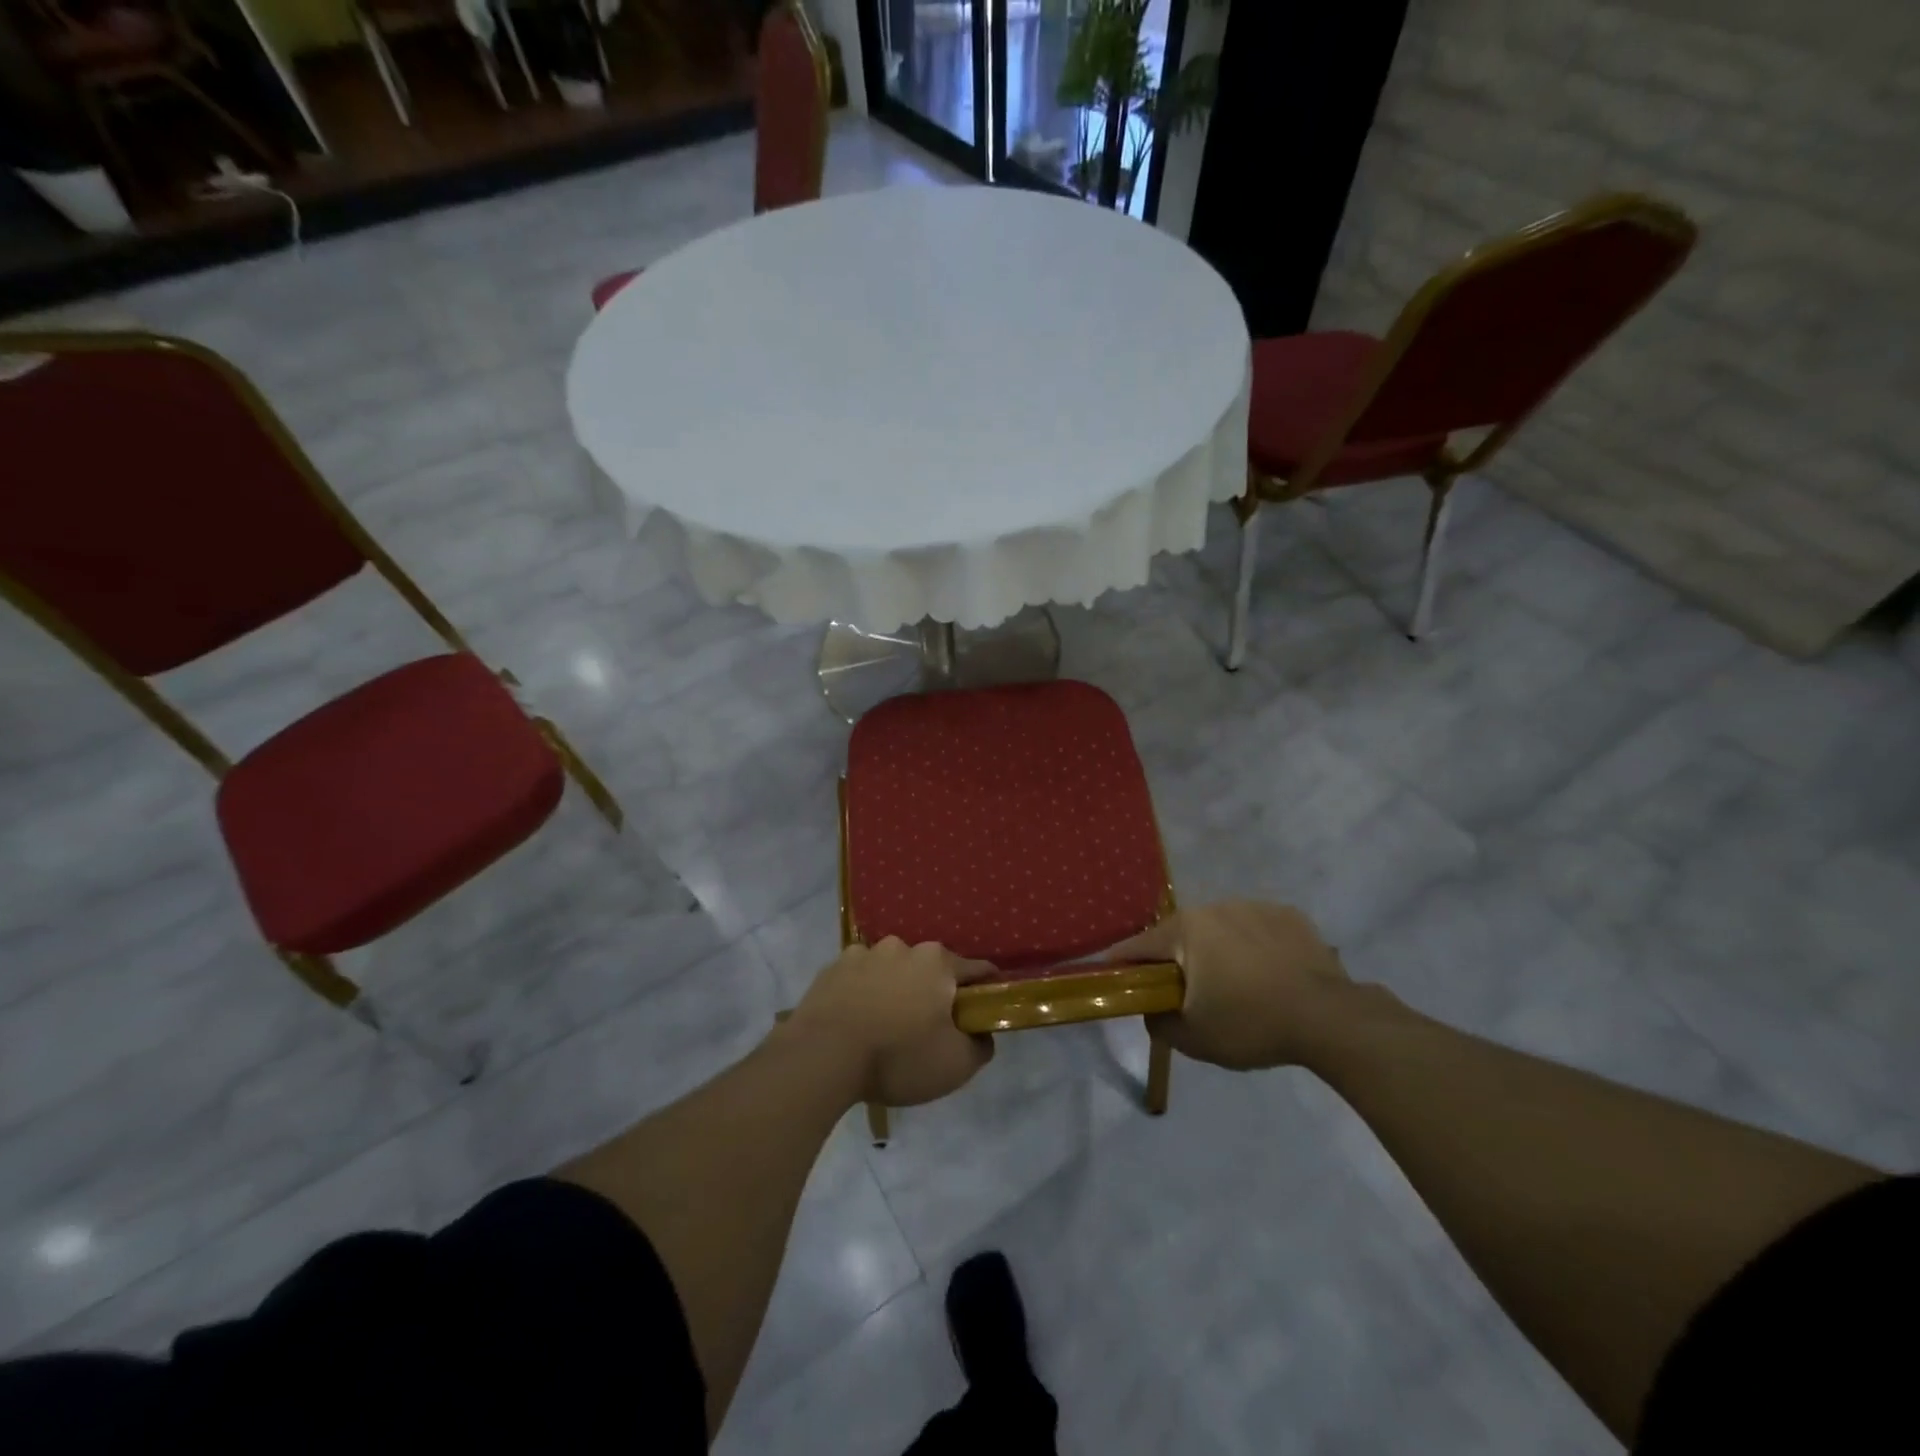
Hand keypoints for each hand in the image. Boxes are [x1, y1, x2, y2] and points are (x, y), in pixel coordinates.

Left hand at [788, 938, 997, 1105]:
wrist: (822, 1057)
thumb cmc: (897, 1056)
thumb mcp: (956, 1065)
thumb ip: (981, 1045)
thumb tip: (982, 1033)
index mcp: (937, 962)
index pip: (977, 971)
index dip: (986, 992)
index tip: (983, 1013)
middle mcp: (903, 946)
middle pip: (931, 969)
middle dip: (934, 993)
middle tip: (928, 1029)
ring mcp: (863, 953)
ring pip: (892, 971)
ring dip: (896, 990)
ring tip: (886, 1026)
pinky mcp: (832, 968)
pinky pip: (859, 979)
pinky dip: (863, 993)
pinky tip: (857, 1021)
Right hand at [1108, 900, 1353, 1069]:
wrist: (1330, 1018)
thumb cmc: (1251, 1023)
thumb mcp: (1193, 1038)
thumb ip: (1158, 1022)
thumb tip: (1151, 1009)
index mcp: (1186, 929)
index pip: (1138, 946)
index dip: (1123, 964)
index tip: (1117, 980)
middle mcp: (1215, 906)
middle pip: (1181, 936)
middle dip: (1177, 961)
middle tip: (1186, 994)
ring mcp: (1255, 906)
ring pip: (1221, 930)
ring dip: (1218, 952)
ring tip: (1236, 986)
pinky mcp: (1290, 915)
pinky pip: (1258, 930)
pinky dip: (1255, 948)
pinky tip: (1270, 976)